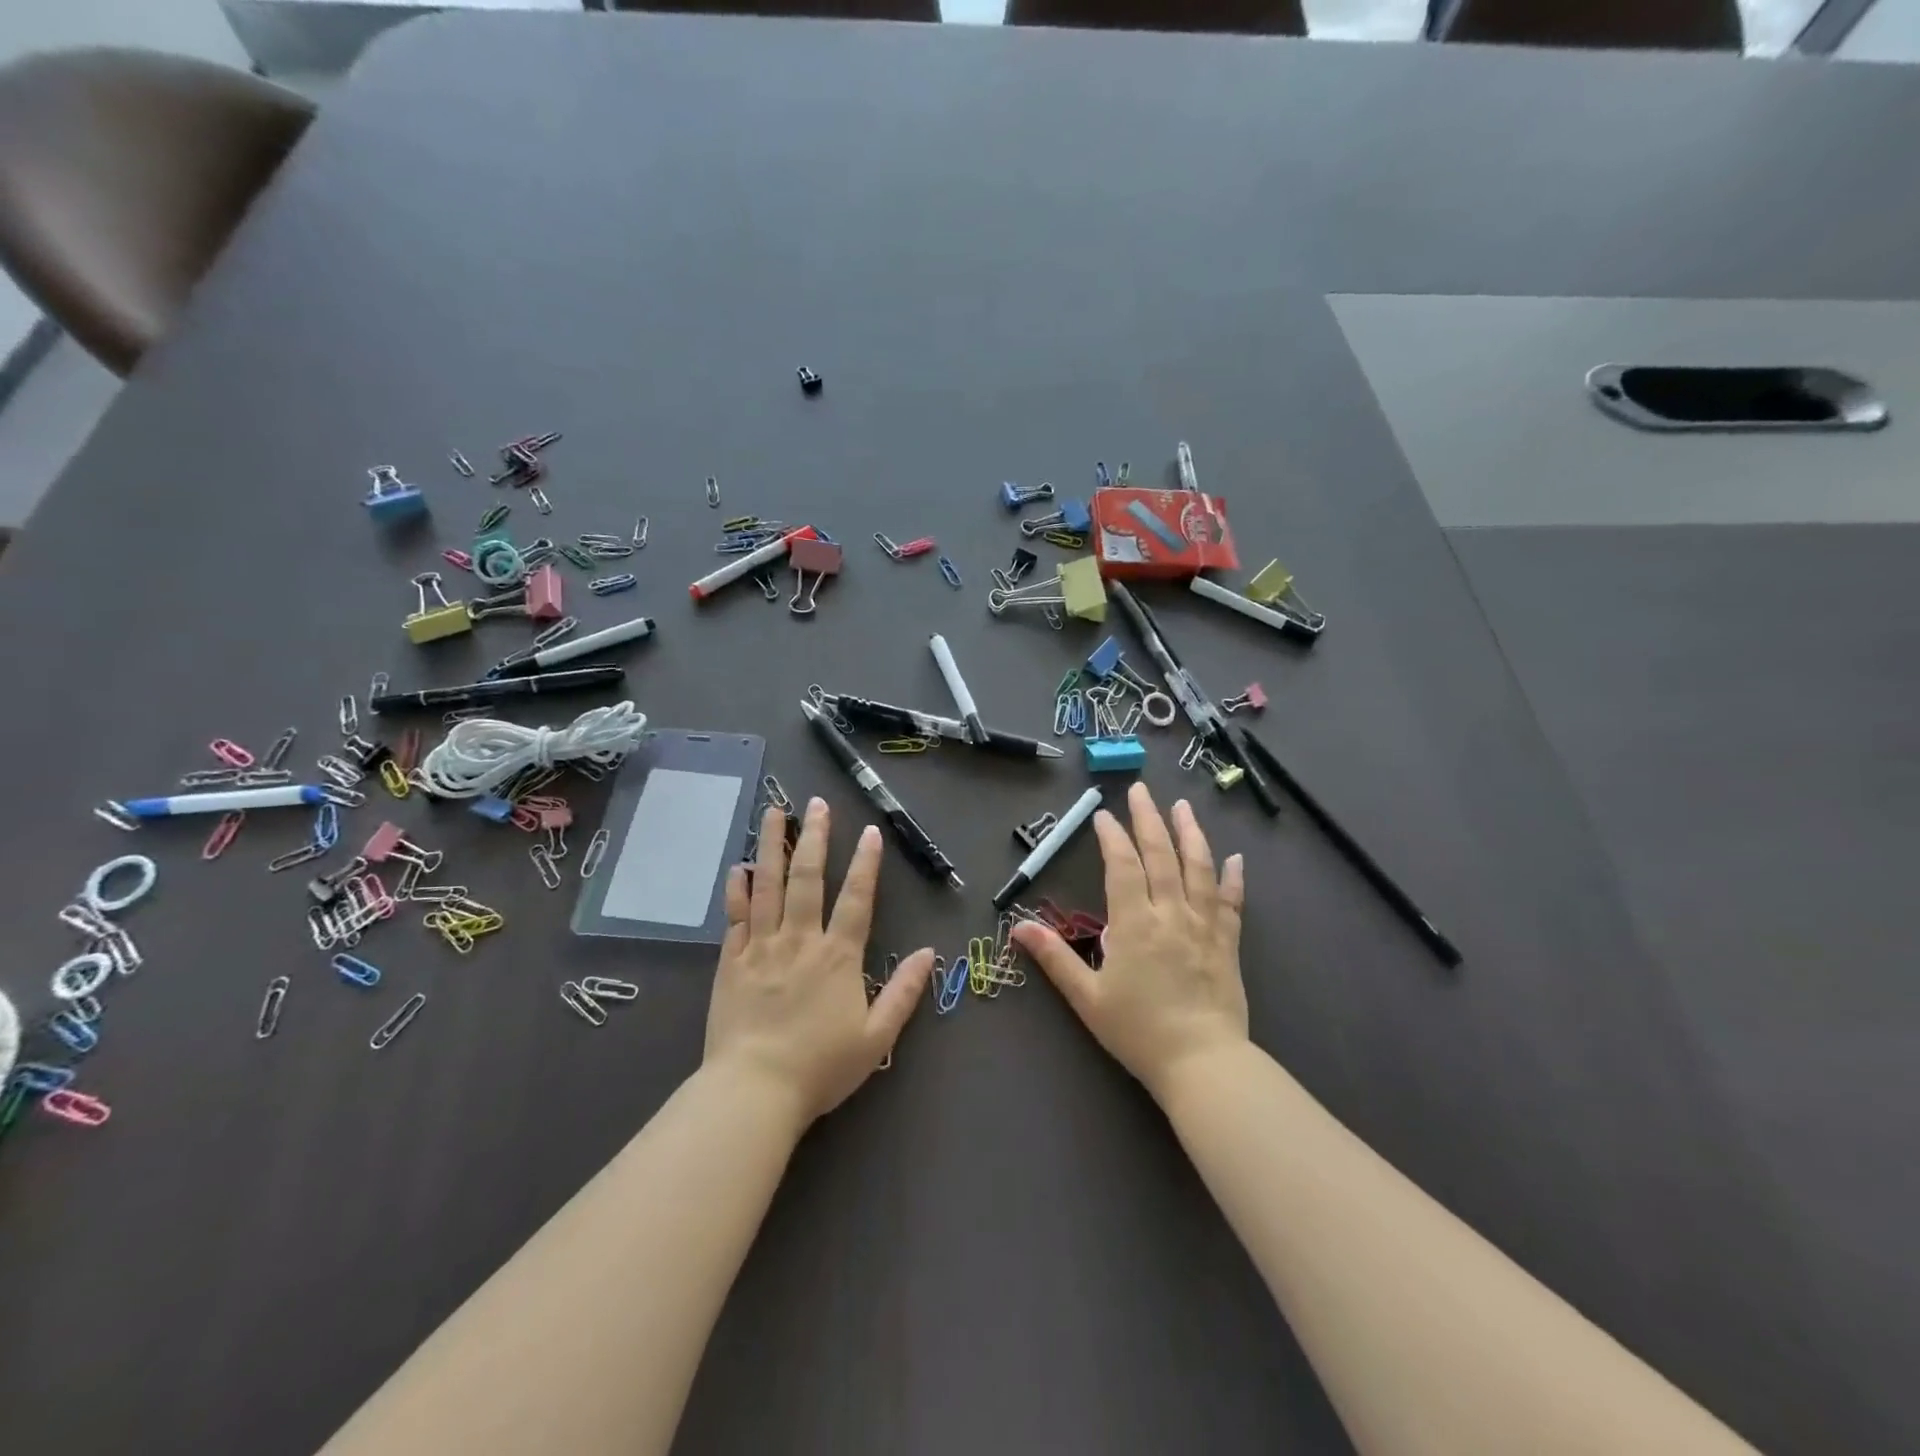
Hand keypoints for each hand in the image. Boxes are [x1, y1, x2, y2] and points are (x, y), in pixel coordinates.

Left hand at [706, 797, 934, 1126]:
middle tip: (817, 803)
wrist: (753, 1091)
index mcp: (838, 956)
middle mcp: (800, 940)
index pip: (856, 899)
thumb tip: (929, 953)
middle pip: (808, 879)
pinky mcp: (731, 962)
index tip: (870, 830)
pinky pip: (735, 917)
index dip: (866, 864)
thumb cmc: (820, 1067)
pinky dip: (737, 890)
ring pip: (768, 886)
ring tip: (774, 812)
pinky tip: (738, 867)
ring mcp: (761, 947)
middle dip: (816, 838)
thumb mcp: (876, 1037)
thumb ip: (904, 992)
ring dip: (772, 846)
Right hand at [1013, 782, 1247, 1100]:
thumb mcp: (1087, 997)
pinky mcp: (1227, 943)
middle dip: (1149, 819)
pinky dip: (1233, 878)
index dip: (1111, 837)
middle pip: (1161, 855)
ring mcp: (1203, 925)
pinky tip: (1235, 858)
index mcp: (1134, 923)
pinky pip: (1231, 902)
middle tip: (1141, 789)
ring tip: (1182, 806)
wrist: (1203, 1063)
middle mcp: (1171, 913)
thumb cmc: (1138, 1031)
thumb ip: (1054, 958)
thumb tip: (1018, 928)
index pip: (1122, 866)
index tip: (1104, 815)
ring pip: (1199, 868)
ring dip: (1190, 833)